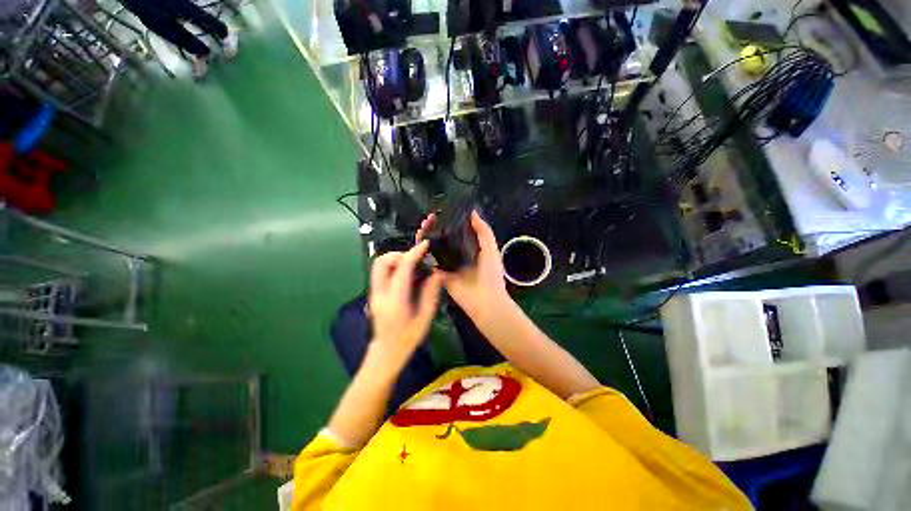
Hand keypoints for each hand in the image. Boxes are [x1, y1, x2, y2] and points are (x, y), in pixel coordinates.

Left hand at [368, 241, 444, 367]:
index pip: (402, 268)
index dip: (414, 253)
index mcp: (395, 300)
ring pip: (379, 265)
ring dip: (395, 259)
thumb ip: (430, 294)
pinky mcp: (374, 294)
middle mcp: (380, 293)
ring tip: (412, 265)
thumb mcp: (425, 319)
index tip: (425, 245)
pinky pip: (381, 272)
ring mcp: (374, 293)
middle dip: (400, 253)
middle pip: (382, 261)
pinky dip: (393, 266)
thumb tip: (437, 273)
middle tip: (416, 258)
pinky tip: (406, 274)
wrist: (385, 353)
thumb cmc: (407, 339)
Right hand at [416, 211, 509, 320]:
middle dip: (437, 227)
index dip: (450, 220)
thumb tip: (472, 212)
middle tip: (429, 218)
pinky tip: (419, 241)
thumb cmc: (491, 273)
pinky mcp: (440, 273)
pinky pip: (431, 261)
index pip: (459, 230)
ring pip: (436, 247)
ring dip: (429, 236)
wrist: (485, 300)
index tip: (442, 210)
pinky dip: (424, 252)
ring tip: (422, 226)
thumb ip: (483, 230)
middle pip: (445, 237)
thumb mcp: (491, 248)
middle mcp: (459, 253)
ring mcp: (449, 264)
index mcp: (472, 247)